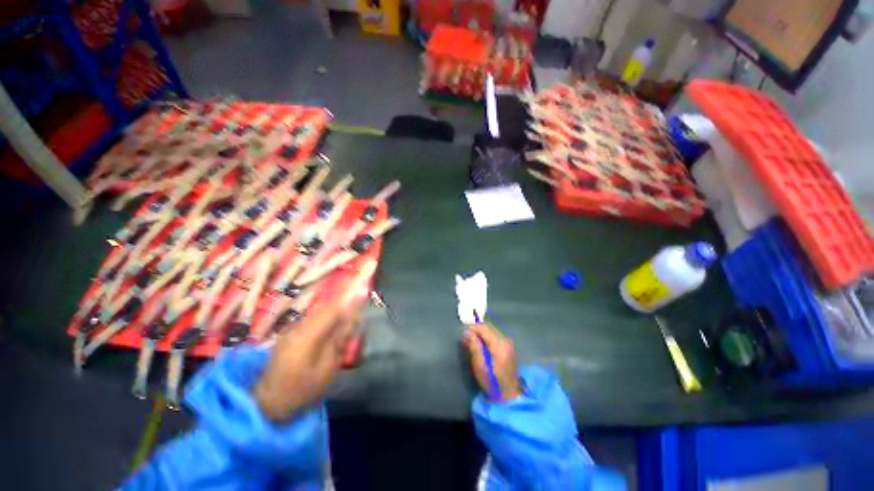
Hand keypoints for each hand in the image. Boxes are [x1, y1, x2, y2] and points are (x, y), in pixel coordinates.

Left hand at [254, 295, 362, 420]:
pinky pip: (309, 322)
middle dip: (341, 312)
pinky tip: (325, 337)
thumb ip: (339, 341)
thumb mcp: (327, 368)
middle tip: (352, 323)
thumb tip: (351, 321)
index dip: (348, 306)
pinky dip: (322, 325)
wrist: (267, 403)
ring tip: (341, 331)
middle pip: (324, 310)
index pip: (332, 310)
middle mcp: (297, 327)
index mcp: (307, 335)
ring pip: (317, 315)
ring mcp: (290, 330)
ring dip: (331, 318)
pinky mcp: (287, 336)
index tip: (360, 309)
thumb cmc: (301, 389)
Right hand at [462, 322, 521, 400]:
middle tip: (464, 336)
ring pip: (491, 329)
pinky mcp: (507, 345)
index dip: (472, 327)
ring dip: (479, 331)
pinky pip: (494, 334)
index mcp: (499, 346)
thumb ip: (474, 347)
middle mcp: (505, 340)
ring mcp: (508, 342)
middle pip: (488, 327)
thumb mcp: (480, 367)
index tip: (462, 332)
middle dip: (475, 328)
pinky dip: (485, 335)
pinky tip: (479, 343)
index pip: (484, 328)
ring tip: (470, 340)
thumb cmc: (492, 383)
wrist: (509, 395)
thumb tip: (467, 332)